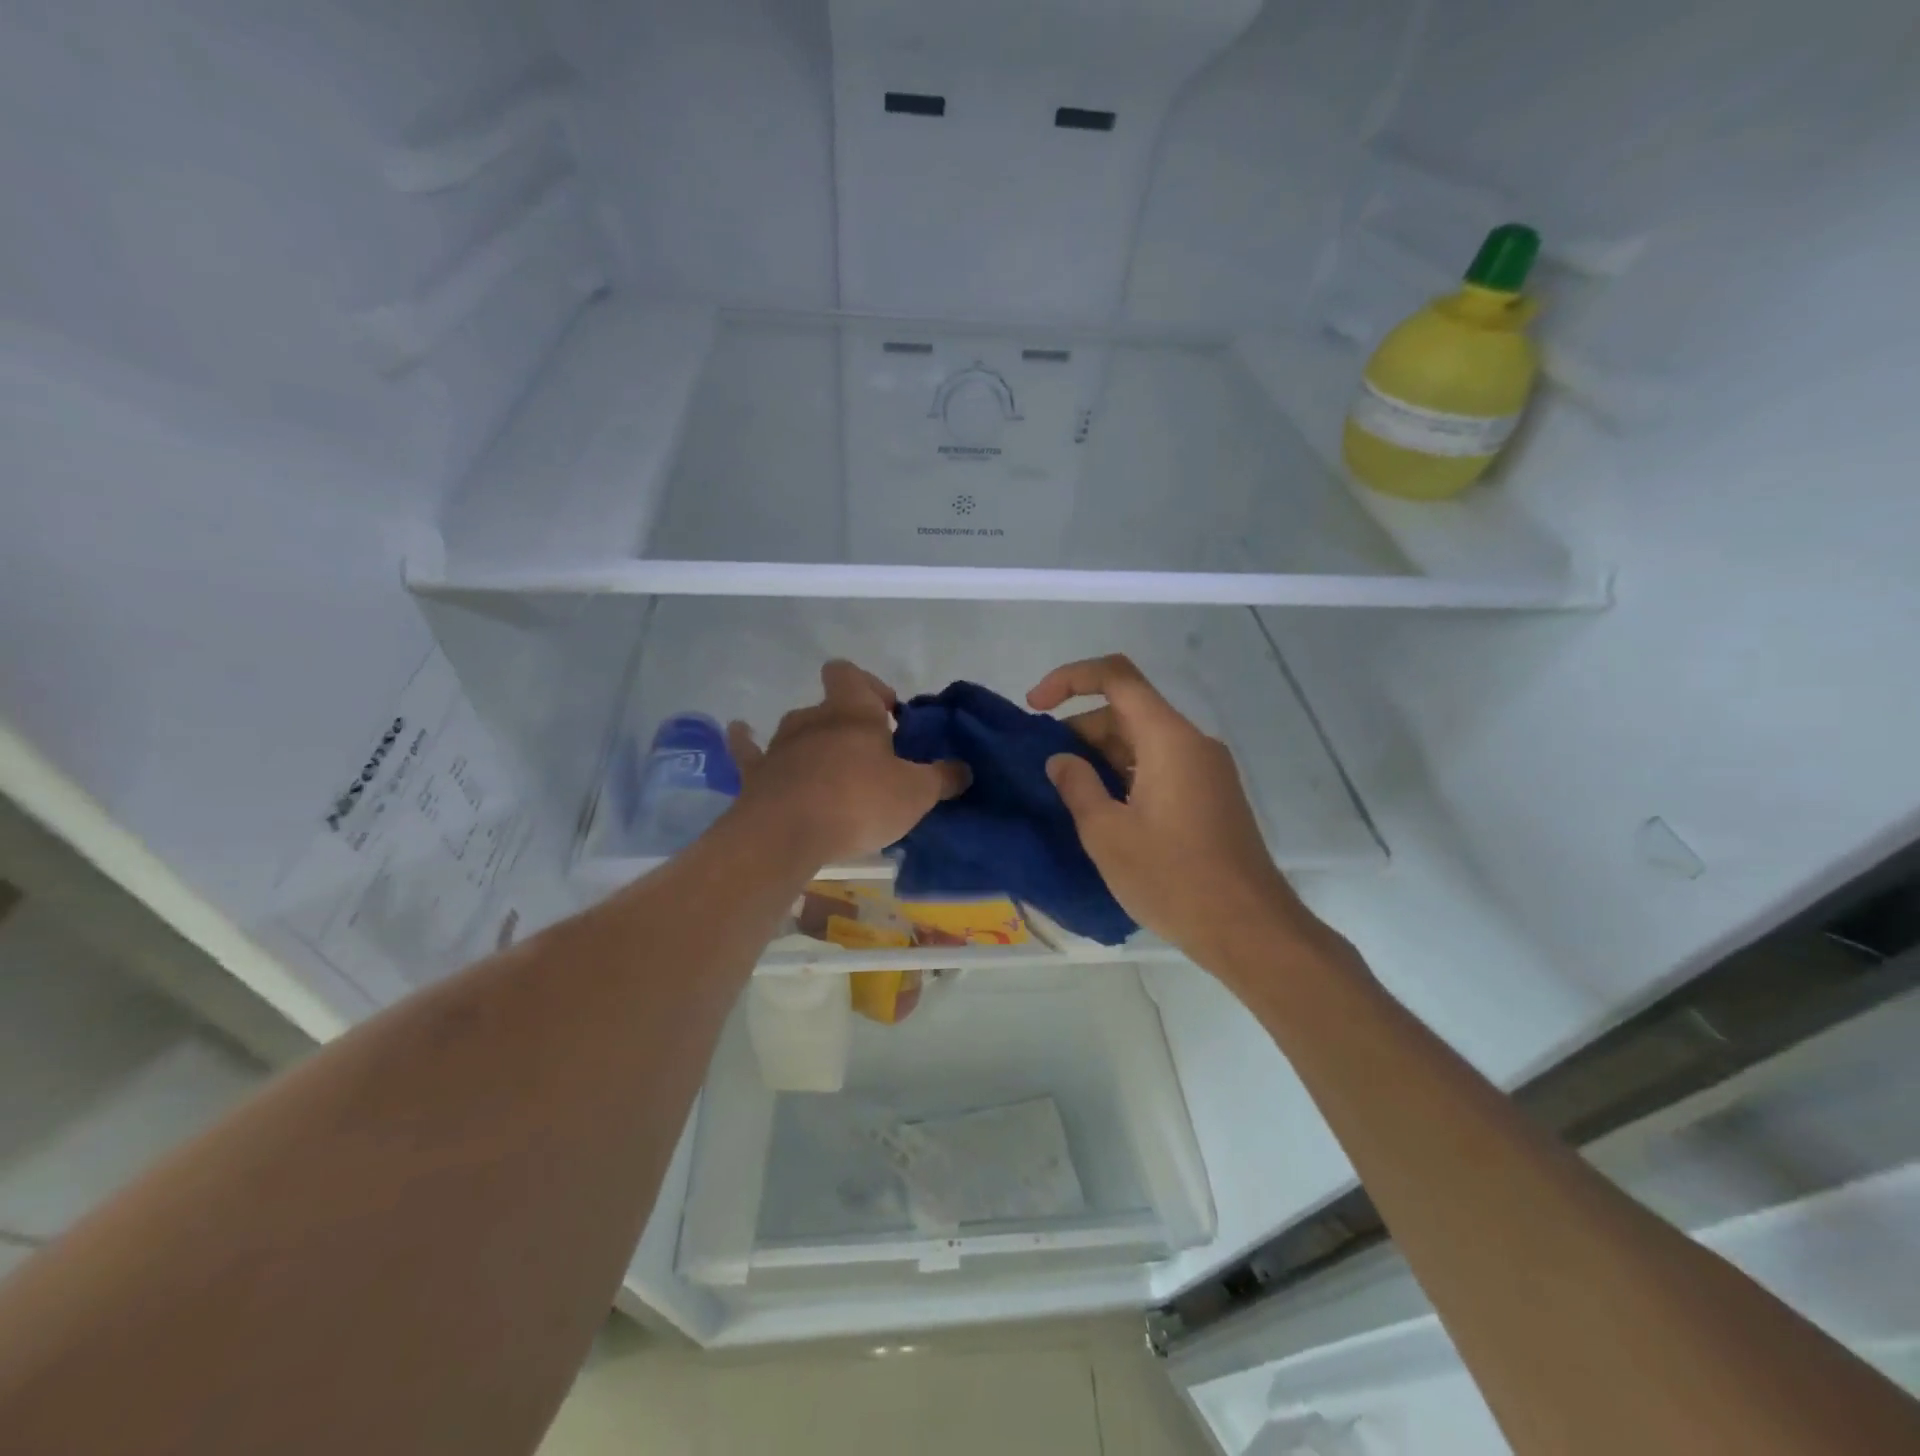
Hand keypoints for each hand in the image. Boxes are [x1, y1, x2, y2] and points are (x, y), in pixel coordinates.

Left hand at [726, 661, 969, 865]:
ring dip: (812, 742)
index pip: (852, 674)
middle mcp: (812, 718)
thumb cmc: (858, 802)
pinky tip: (741, 733)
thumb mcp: (915, 793)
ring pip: (797, 729)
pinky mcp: (755, 773)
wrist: (787, 834)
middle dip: (847, 724)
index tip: (888, 716)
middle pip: (828, 705)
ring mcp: (778, 744)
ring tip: (828, 771)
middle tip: (868, 756)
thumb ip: (942, 778)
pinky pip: (748, 749)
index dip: (869, 686)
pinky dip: (746, 741)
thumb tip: (963, 770)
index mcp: (852, 712)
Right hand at [1028, 655, 1334, 972]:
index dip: (1069, 679)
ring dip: (1101, 754)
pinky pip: (1160, 766)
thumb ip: (1077, 786)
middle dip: (1080, 727)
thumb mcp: (1107, 833)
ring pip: (1144, 740)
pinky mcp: (1211, 797)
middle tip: (1045, 766)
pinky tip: (1104, 810)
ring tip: (1067, 791)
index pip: (1116, 677)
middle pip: (1128, 710)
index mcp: (1168, 739)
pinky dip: (1125, 773)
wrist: (1248, 929)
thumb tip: (1061, 760)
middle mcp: (1192, 743)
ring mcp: (1206, 770)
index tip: (1034, 706)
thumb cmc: (1172, 878)